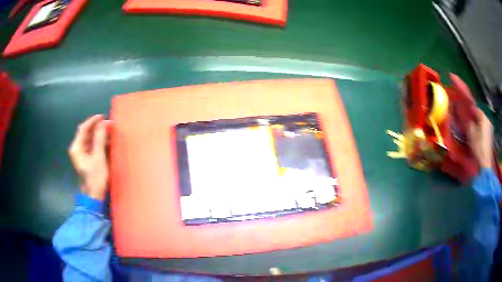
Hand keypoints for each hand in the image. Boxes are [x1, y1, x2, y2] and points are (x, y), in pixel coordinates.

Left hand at [69, 115, 109, 199]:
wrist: (93, 196)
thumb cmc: (95, 178)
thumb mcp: (98, 158)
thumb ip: (99, 139)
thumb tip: (103, 123)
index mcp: (77, 148)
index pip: (83, 129)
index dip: (93, 121)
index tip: (103, 116)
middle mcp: (78, 149)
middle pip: (86, 133)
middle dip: (97, 128)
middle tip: (109, 125)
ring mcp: (82, 154)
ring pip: (90, 139)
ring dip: (99, 135)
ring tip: (110, 132)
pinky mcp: (87, 159)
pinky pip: (92, 146)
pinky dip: (99, 143)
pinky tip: (107, 142)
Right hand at [467, 109, 493, 168]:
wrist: (484, 162)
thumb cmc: (478, 146)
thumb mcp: (470, 133)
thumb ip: (468, 123)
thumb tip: (466, 118)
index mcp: (484, 118)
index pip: (476, 109)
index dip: (470, 109)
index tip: (464, 111)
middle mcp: (488, 122)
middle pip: (480, 117)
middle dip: (474, 118)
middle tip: (467, 120)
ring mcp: (489, 130)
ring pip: (481, 124)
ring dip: (476, 125)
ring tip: (470, 128)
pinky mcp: (489, 138)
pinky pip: (483, 130)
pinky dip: (479, 131)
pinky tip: (475, 135)